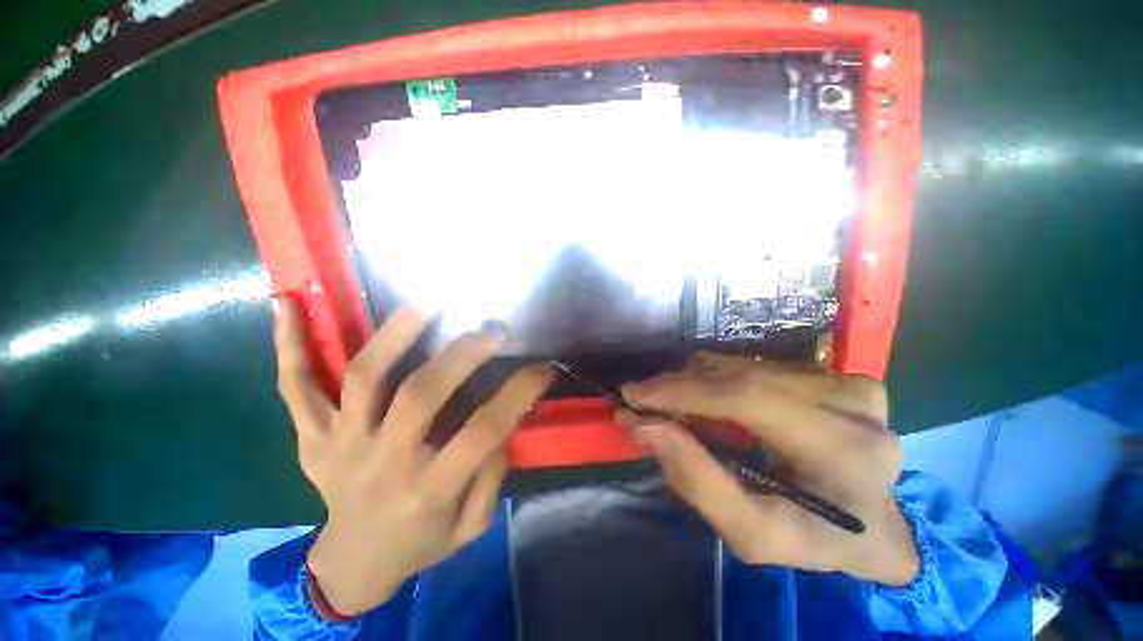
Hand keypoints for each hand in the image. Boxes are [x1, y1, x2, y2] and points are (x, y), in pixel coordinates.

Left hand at [274, 299, 552, 615]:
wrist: (354, 565)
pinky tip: (287, 304)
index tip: (543, 367)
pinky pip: (295, 389)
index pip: (483, 431)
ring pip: (363, 378)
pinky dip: (289, 346)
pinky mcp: (313, 437)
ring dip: (395, 333)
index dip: (519, 393)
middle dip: (464, 354)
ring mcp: (340, 445)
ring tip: (427, 303)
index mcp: (429, 491)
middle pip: (421, 395)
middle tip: (493, 329)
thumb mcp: (471, 525)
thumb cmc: (421, 543)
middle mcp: (382, 463)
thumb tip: (501, 421)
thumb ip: (490, 474)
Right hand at [620, 353, 918, 585]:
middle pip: (740, 375)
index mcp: (844, 452)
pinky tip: (712, 405)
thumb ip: (696, 480)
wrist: (876, 525)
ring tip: (678, 412)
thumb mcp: (753, 534)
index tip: (634, 395)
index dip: (683, 391)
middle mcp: (852, 403)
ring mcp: (845, 380)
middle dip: (680, 388)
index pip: (748, 398)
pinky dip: (719, 382)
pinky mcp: (832, 372)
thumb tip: (643, 424)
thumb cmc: (815, 538)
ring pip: (741, 364)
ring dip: (697, 385)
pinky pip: (753, 364)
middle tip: (644, 405)